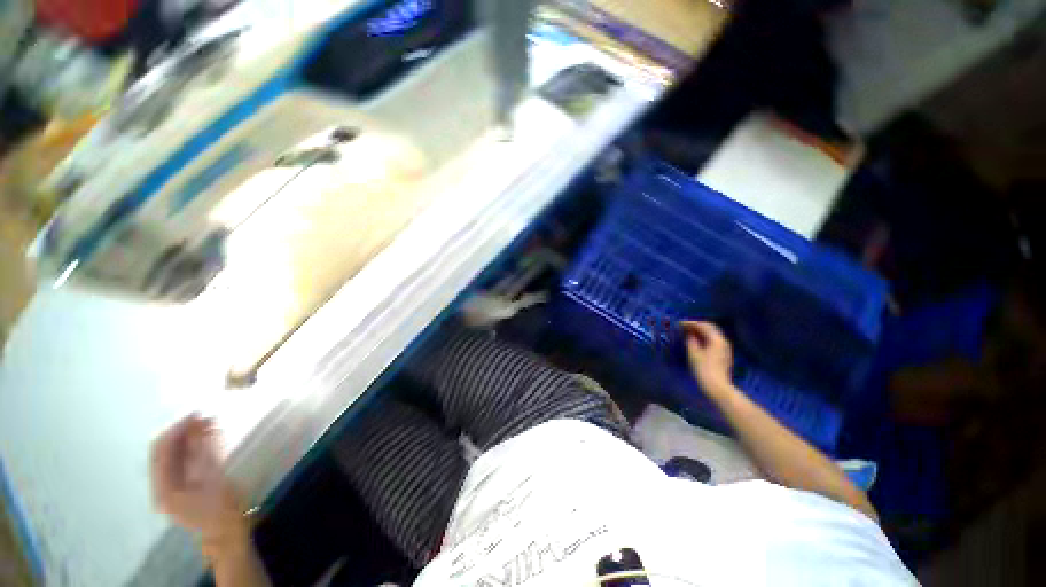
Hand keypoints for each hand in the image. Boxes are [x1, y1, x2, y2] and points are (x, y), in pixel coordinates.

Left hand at [150, 414, 246, 544]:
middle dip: (182, 431)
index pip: (162, 449)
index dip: (178, 428)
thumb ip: (205, 452)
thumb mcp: (216, 479)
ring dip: (188, 437)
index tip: (198, 413)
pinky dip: (192, 446)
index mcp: (164, 487)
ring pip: (172, 454)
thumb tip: (199, 424)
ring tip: (208, 423)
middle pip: (164, 450)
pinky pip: (181, 460)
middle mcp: (161, 485)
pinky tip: (206, 437)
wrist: (228, 534)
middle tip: (204, 416)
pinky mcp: (181, 486)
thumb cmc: (223, 509)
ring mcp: (170, 487)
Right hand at [682, 321, 736, 399]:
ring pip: (712, 334)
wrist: (717, 387)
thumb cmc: (703, 370)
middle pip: (710, 328)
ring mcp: (725, 348)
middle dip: (697, 325)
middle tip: (684, 326)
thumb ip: (691, 340)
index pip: (703, 325)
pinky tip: (697, 341)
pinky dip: (705, 337)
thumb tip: (689, 334)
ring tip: (689, 333)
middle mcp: (723, 341)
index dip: (690, 323)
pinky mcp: (723, 354)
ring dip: (701, 331)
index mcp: (716, 339)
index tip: (678, 324)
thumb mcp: (693, 354)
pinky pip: (713, 340)